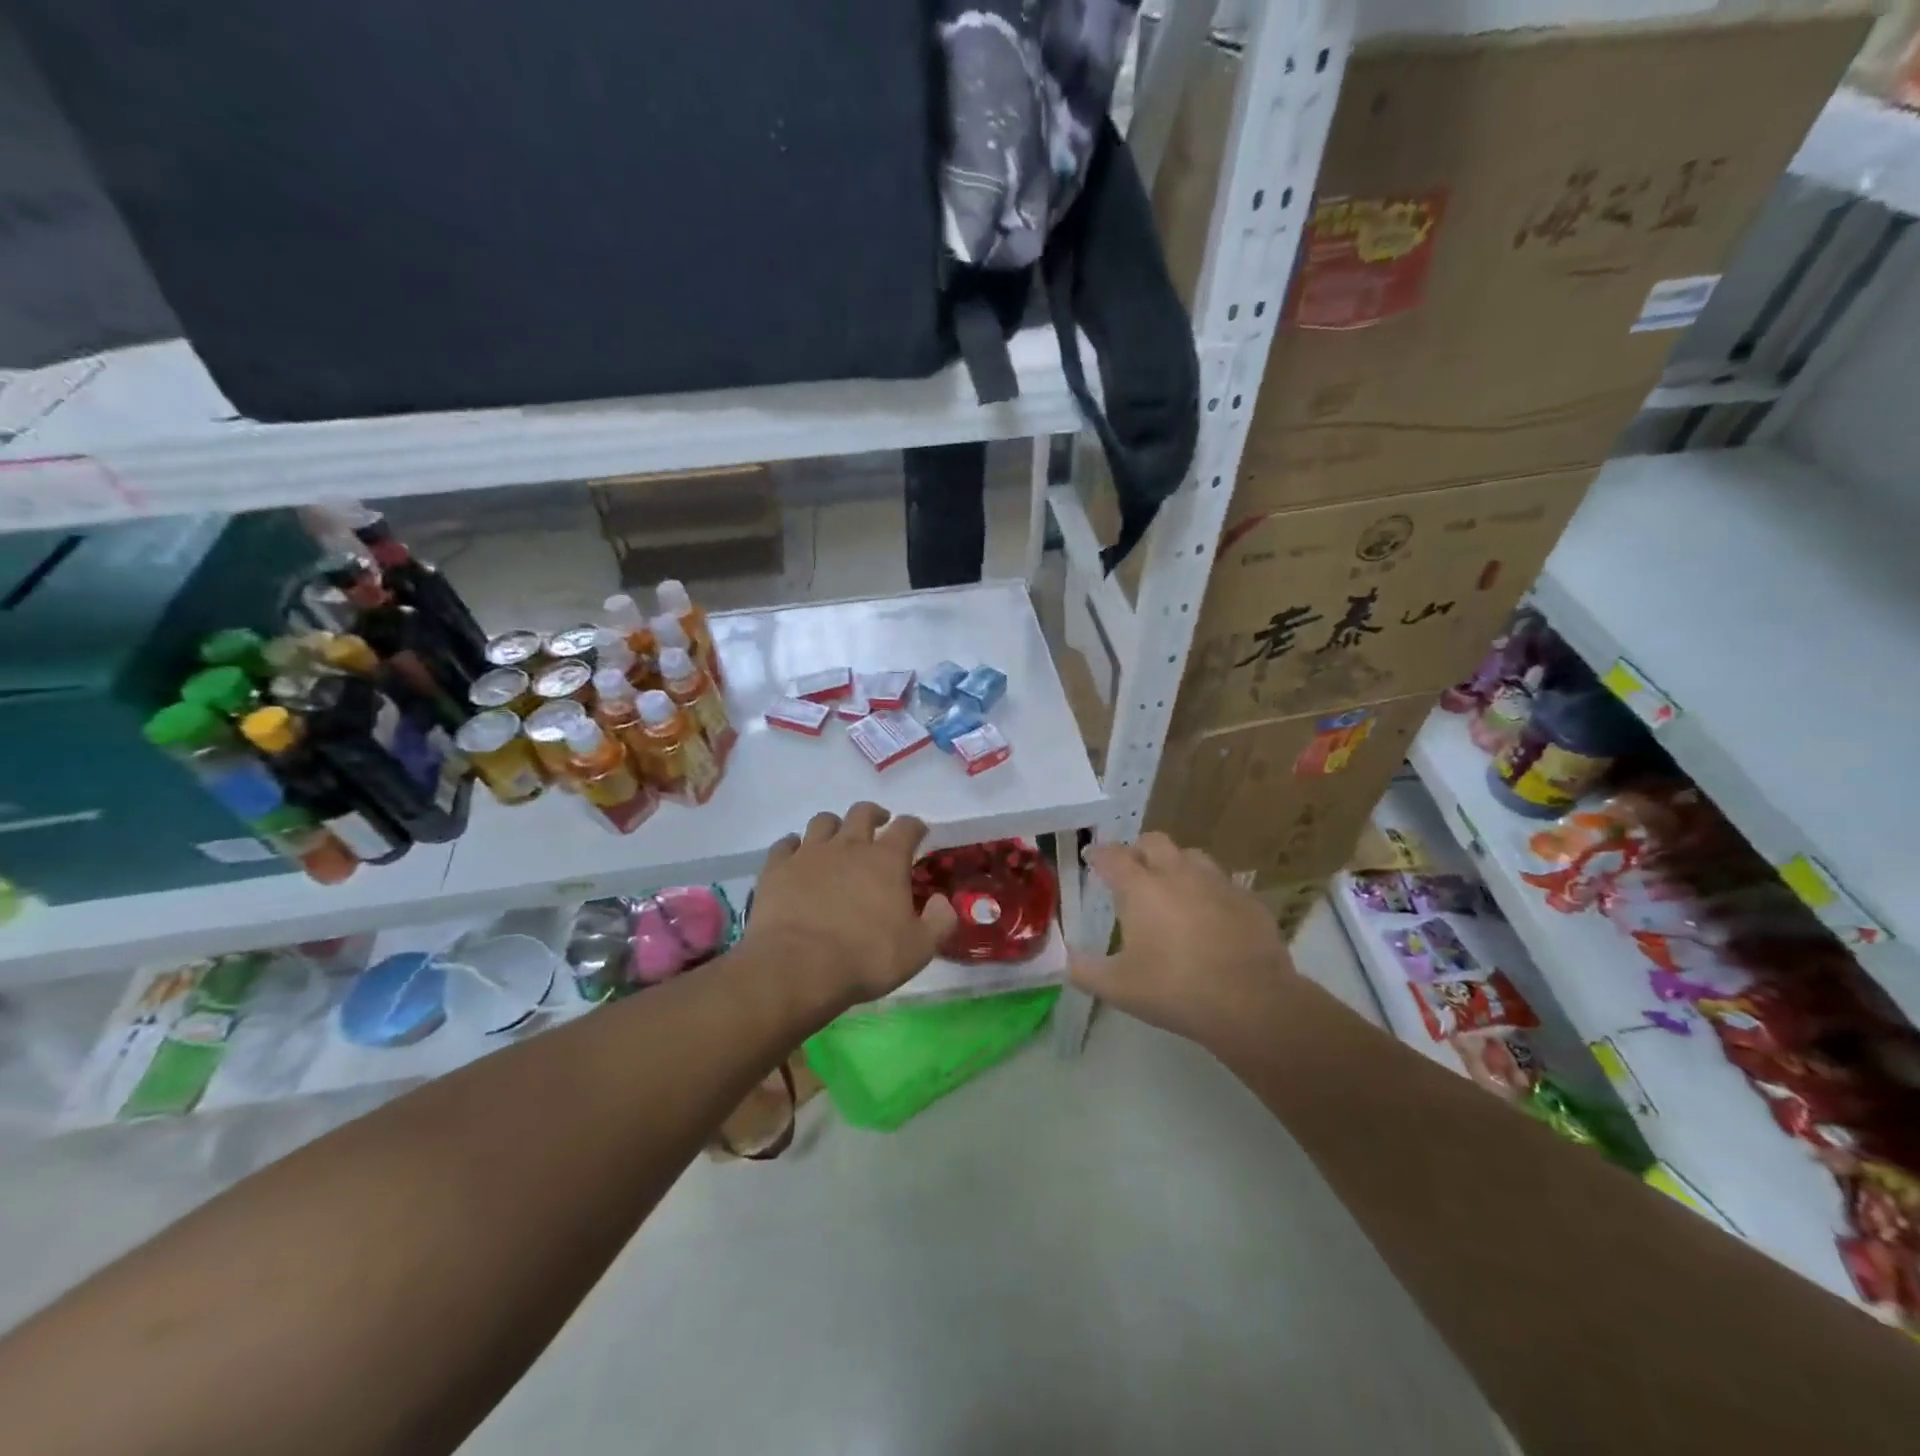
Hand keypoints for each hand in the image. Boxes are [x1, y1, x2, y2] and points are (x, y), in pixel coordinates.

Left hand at [747, 802, 957, 1012]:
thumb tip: (941, 901)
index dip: (916, 826)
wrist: (797, 968)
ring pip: (823, 821)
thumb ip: (939, 921)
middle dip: (874, 815)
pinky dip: (794, 846)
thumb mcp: (919, 949)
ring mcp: (809, 853)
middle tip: (878, 826)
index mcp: (886, 860)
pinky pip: (785, 844)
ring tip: (836, 839)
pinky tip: (796, 856)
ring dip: (834, 826)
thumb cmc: (865, 958)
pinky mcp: (777, 868)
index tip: (919, 833)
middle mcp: (849, 846)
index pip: (907, 827)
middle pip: (862, 812)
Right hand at [1069, 832, 1296, 1050]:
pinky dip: (1209, 891)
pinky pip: (1222, 883)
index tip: (1091, 859)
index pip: (1112, 856)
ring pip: (1191, 856)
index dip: (1098, 855)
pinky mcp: (1248, 899)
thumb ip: (1084, 970)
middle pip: (1153, 842)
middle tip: (1132, 872)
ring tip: (1172, 888)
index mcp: (1141, 888)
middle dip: (1138, 851)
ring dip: (1176, 864)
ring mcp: (1217, 883)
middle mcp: (1177, 874)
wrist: (1252, 1003)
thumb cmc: (1175, 990)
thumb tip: (1063, 959)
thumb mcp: (1118, 988)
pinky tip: (1210, 915)